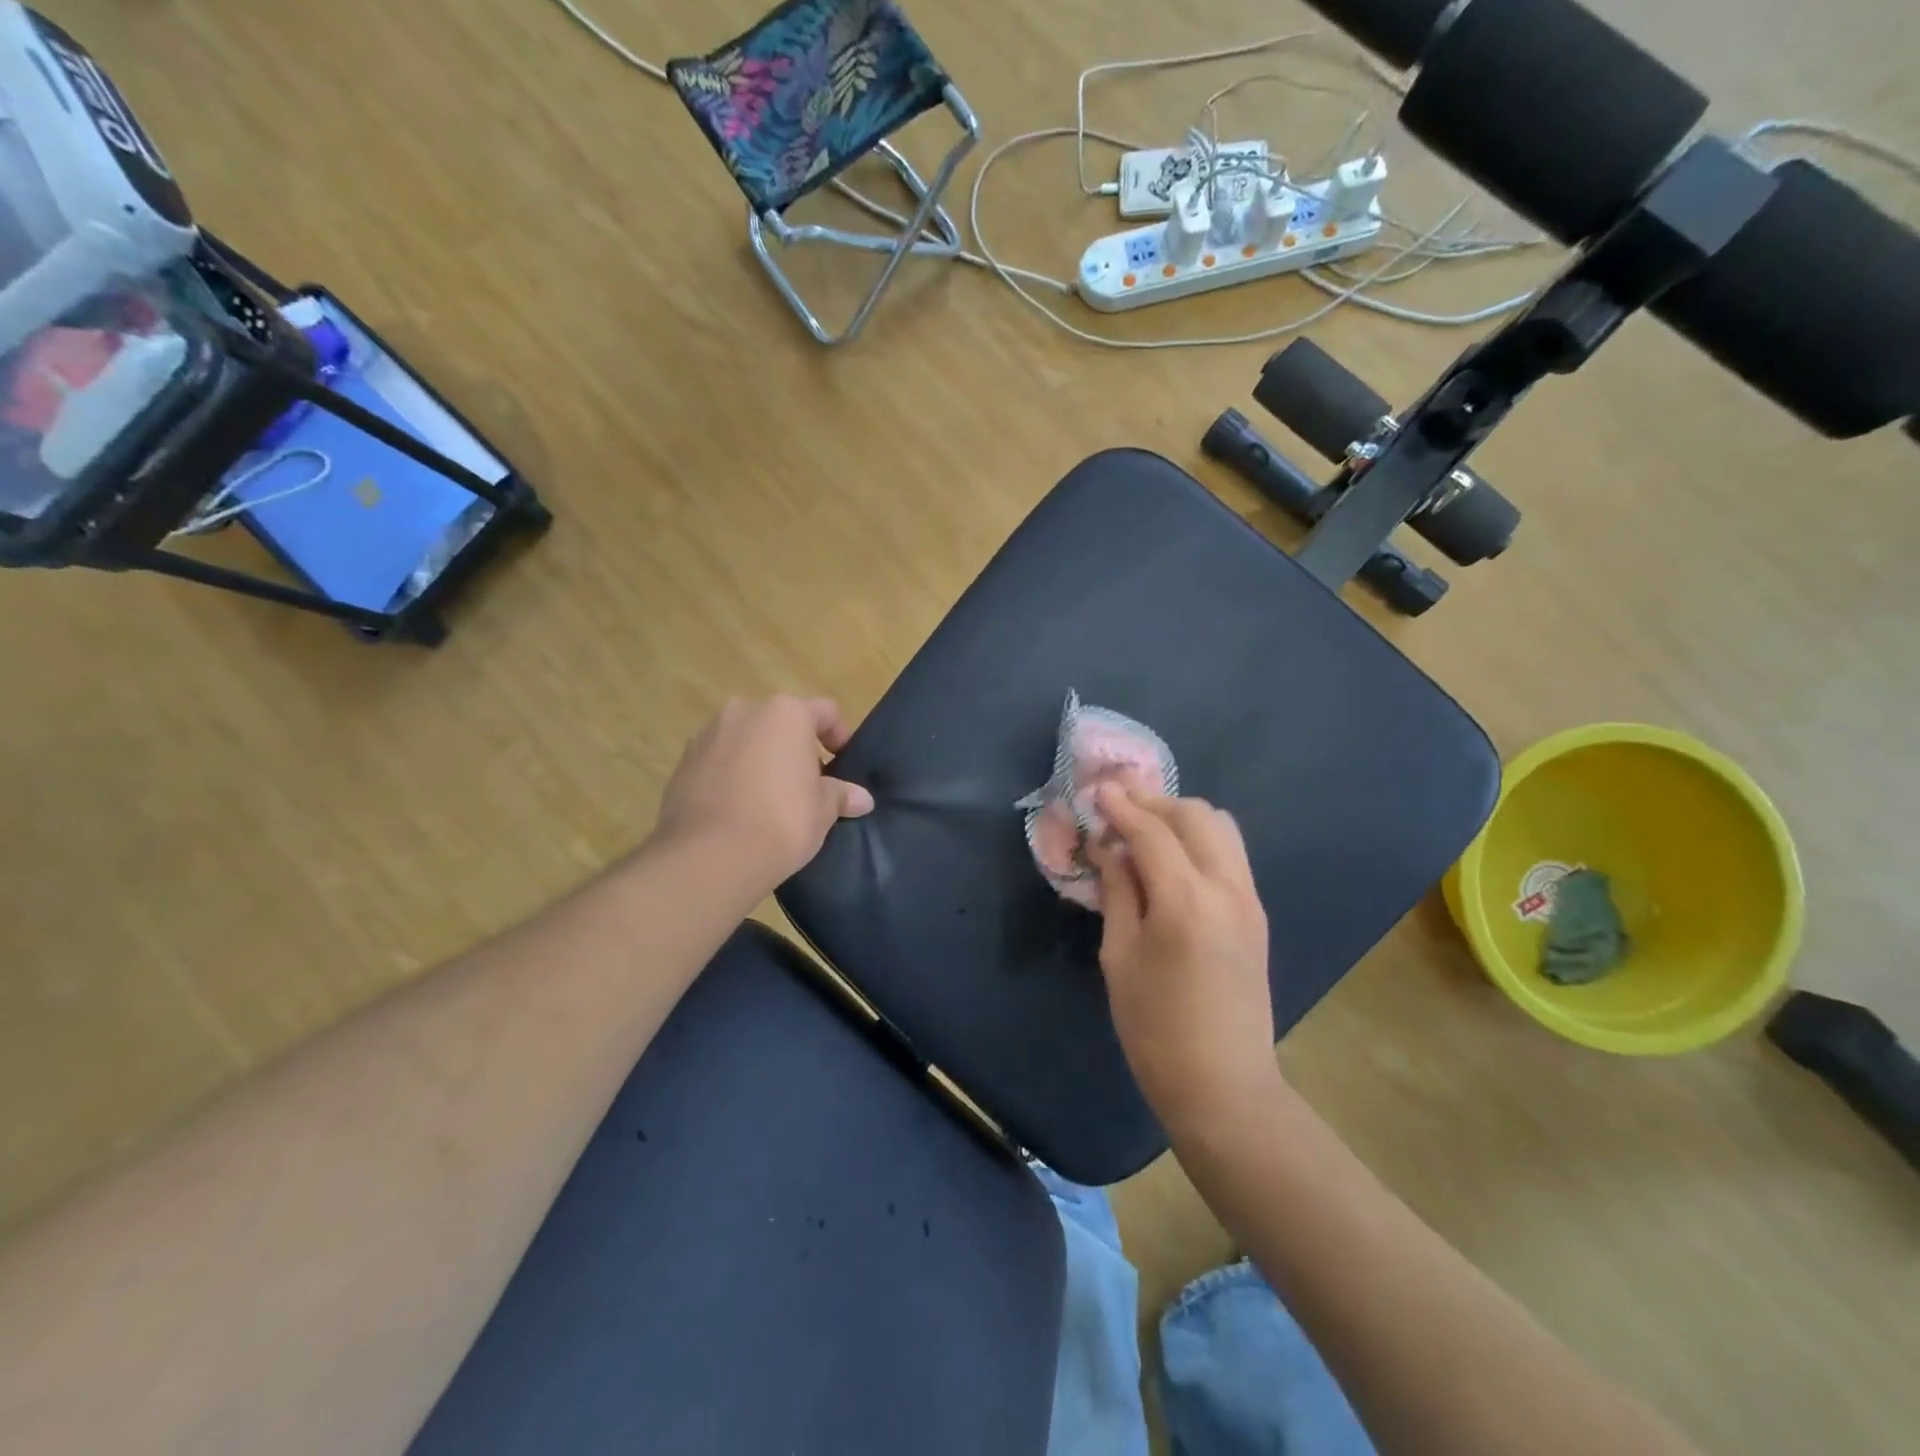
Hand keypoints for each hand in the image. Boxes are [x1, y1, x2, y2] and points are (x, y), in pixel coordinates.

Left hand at [656, 695, 874, 889]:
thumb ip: (840, 795)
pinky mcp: (682, 763)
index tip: (842, 765)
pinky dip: (731, 776)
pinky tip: (739, 810)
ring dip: (760, 759)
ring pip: (746, 739)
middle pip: (780, 722)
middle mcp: (744, 711)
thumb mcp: (823, 810)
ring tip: (770, 799)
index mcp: (785, 713)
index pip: (825, 711)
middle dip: (795, 748)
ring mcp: (707, 735)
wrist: (711, 856)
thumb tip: (862, 798)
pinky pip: (718, 761)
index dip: (839, 736)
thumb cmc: (782, 820)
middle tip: (807, 784)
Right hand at [1085, 786, 1278, 1132]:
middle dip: (1154, 804)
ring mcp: (1250, 900)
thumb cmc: (1154, 1029)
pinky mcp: (1257, 915)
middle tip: (1118, 811)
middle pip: (1195, 816)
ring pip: (1221, 828)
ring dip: (1181, 818)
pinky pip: (1230, 854)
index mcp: (1186, 902)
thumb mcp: (1119, 957)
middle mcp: (1227, 889)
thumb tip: (1109, 848)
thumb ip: (1118, 891)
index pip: (1152, 832)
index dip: (1121, 807)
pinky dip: (1199, 841)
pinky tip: (1171, 861)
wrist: (1223, 1086)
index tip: (1097, 790)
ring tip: (1145, 832)